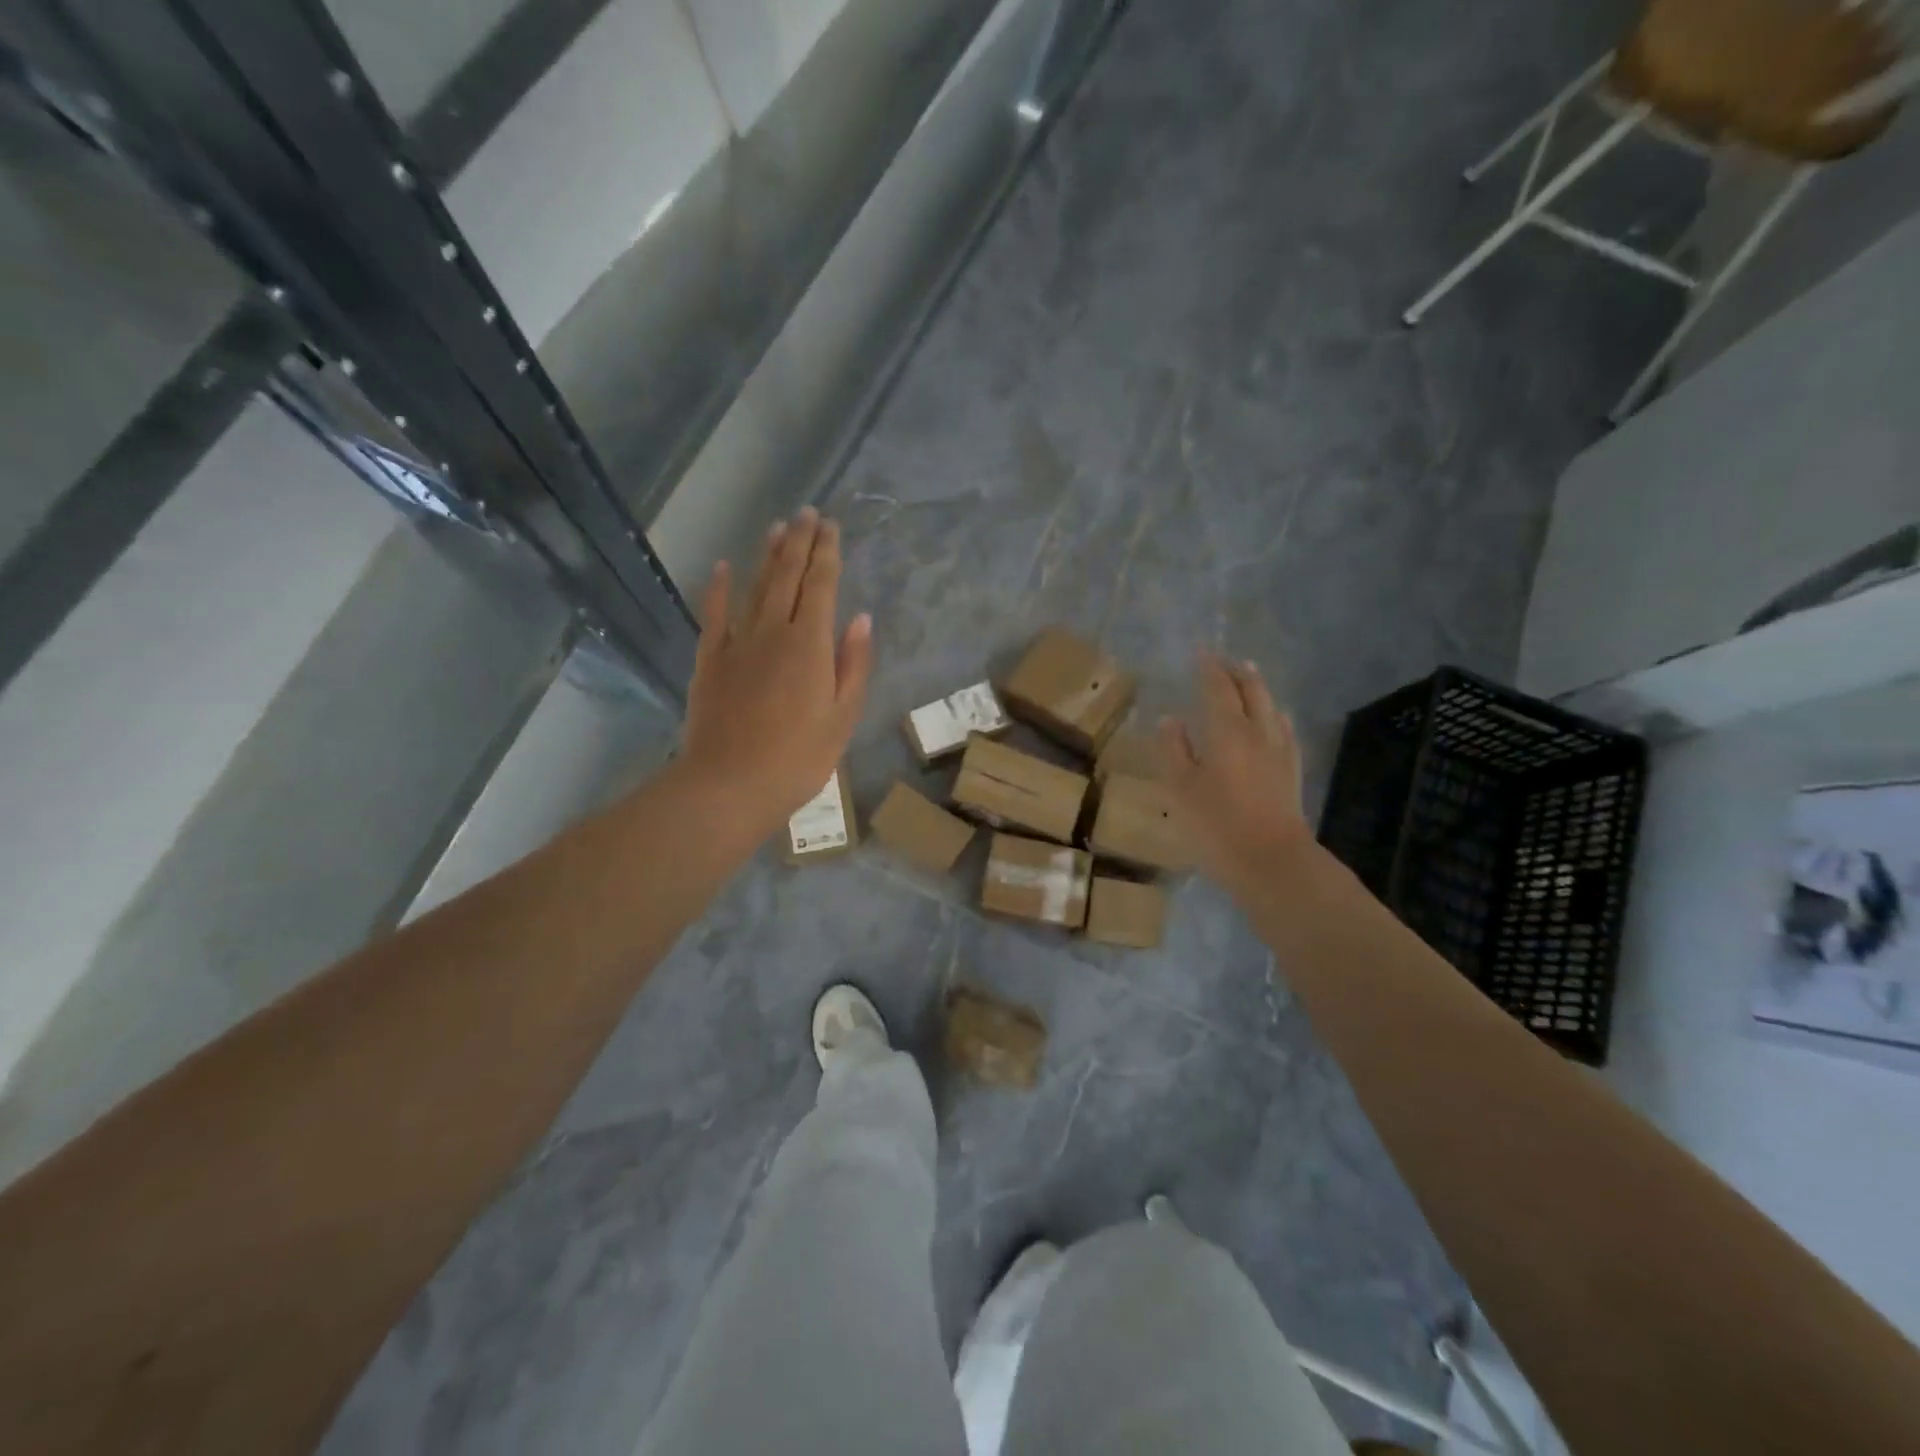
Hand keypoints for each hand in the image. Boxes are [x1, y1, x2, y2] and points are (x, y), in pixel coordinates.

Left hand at [680, 508, 873, 843]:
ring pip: (755, 587)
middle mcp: (773, 631)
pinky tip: (723, 566)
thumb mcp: (842, 718)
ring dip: (767, 555)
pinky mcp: (709, 659)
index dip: (827, 554)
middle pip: (788, 577)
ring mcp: (737, 643)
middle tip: (808, 513)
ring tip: (778, 527)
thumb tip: (860, 619)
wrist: (729, 785)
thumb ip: (853, 665)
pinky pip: (714, 614)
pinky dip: (718, 588)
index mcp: (810, 645)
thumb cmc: (798, 759)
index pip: (821, 586)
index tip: (831, 527)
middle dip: (800, 542)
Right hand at [1158, 652, 1313, 893]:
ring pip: (1271, 707)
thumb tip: (1171, 720)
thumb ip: (1173, 750)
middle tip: (1225, 660)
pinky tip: (1275, 721)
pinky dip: (1274, 715)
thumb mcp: (1181, 789)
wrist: (1273, 862)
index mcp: (1227, 732)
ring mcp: (1280, 752)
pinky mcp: (1292, 772)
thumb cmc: (1217, 824)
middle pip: (1251, 691)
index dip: (1209, 669)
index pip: (1218, 688)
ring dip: (1258, 688)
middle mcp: (1258, 732)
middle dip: (1237, 672)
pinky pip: (1284, 729)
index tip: (1201, 652)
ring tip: (1250, 678)